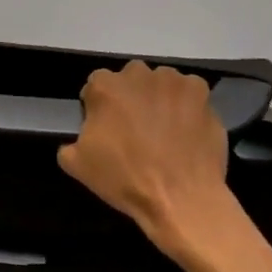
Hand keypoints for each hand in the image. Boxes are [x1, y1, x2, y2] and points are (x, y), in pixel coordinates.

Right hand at [58, 60, 231, 257]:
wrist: (181, 198)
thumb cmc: (125, 179)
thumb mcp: (77, 165)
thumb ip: (70, 141)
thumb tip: (83, 136)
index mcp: (105, 86)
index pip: (95, 86)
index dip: (99, 107)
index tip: (106, 129)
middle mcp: (138, 73)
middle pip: (130, 79)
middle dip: (130, 98)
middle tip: (136, 129)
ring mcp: (172, 80)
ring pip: (160, 83)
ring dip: (159, 99)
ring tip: (165, 131)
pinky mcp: (200, 92)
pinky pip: (189, 93)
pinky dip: (187, 105)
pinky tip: (186, 129)